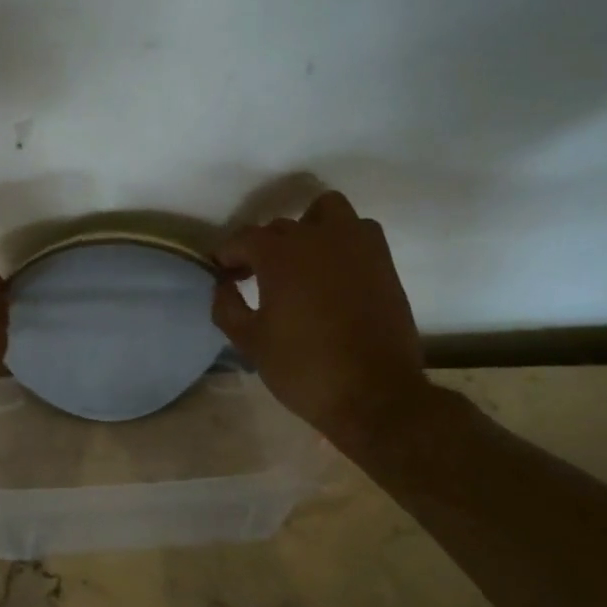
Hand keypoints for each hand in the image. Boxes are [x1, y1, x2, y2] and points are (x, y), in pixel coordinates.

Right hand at [211, 191, 428, 434]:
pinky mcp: (383, 262)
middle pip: (280, 227)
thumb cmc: (304, 369)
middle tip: (256, 277)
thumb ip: (227, 307)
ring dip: (309, 226)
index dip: (228, 255)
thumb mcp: (250, 342)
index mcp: (279, 254)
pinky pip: (360, 231)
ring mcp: (355, 246)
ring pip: (327, 211)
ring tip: (302, 259)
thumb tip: (223, 285)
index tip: (223, 273)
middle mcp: (316, 237)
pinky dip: (343, 240)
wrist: (375, 395)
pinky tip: (335, 270)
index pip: (243, 238)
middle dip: (264, 247)